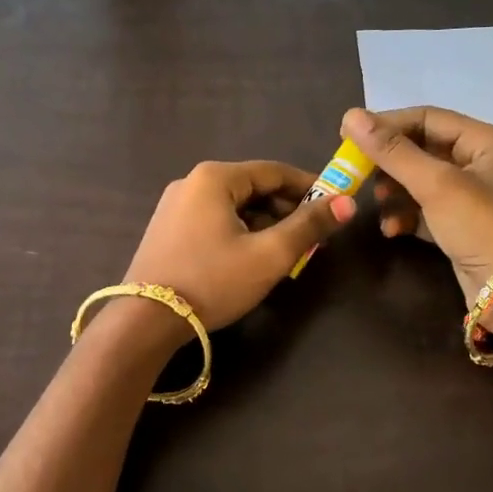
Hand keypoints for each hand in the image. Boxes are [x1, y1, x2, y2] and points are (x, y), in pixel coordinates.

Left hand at [121, 160, 354, 334]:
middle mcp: (190, 183)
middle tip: (311, 238)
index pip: (274, 171)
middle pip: (252, 188)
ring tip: (285, 253)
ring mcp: (173, 207)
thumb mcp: (269, 255)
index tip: (334, 206)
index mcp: (214, 177)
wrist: (146, 320)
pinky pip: (213, 221)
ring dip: (263, 224)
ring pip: (232, 207)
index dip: (308, 187)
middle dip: (285, 210)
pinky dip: (238, 233)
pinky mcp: (166, 231)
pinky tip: (250, 259)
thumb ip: (309, 226)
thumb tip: (347, 202)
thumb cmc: (213, 281)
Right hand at [341, 106, 492, 303]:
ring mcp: (473, 196)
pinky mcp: (462, 225)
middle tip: (358, 173)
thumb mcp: (435, 184)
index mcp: (486, 141)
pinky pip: (425, 209)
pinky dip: (406, 215)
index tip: (347, 136)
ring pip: (420, 181)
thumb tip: (350, 116)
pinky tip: (392, 229)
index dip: (387, 124)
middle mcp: (481, 162)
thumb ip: (392, 151)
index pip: (427, 118)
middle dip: (390, 163)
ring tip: (378, 204)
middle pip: (422, 149)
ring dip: (394, 191)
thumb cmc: (481, 226)